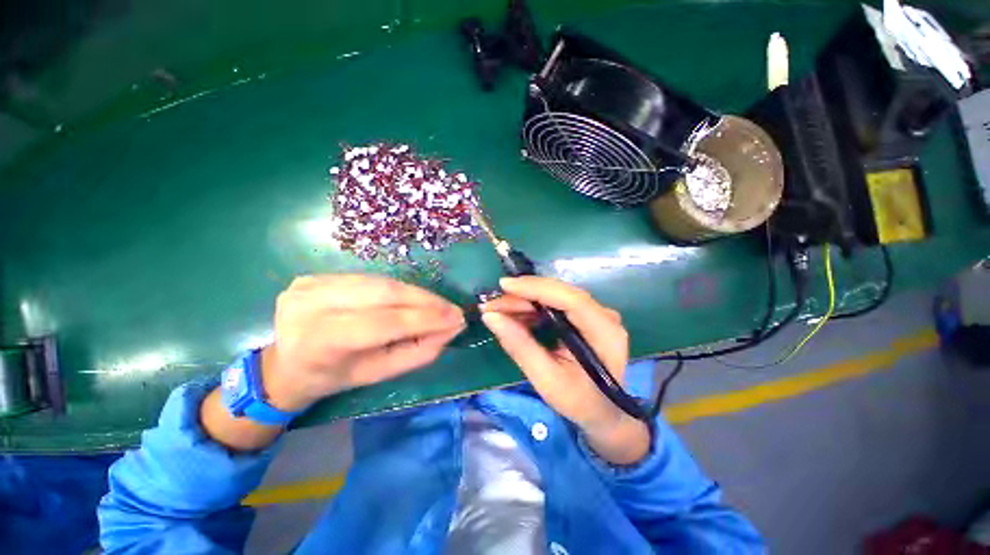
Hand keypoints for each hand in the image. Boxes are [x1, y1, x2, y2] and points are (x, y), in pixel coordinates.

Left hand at [263, 274, 465, 410]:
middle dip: (426, 300)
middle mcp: (311, 305)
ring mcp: (310, 284)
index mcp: (320, 341)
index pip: (383, 322)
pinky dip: (397, 288)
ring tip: (437, 305)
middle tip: (451, 309)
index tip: (456, 318)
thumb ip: (417, 353)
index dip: (425, 318)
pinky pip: (371, 278)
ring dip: (415, 293)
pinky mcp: (316, 275)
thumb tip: (451, 329)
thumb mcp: (377, 375)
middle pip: (384, 293)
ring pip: (381, 282)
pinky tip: (411, 298)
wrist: (285, 364)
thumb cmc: (333, 377)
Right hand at [480, 276, 649, 463]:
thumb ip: (519, 345)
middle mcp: (604, 316)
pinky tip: (514, 314)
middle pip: (560, 294)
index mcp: (605, 333)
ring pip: (555, 295)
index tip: (504, 285)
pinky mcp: (586, 315)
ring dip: (525, 300)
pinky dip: (533, 307)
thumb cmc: (578, 401)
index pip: (570, 299)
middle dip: (523, 295)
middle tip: (492, 304)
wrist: (602, 411)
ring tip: (497, 309)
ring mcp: (596, 313)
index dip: (536, 288)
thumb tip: (490, 316)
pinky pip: (556, 303)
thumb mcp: (546, 379)